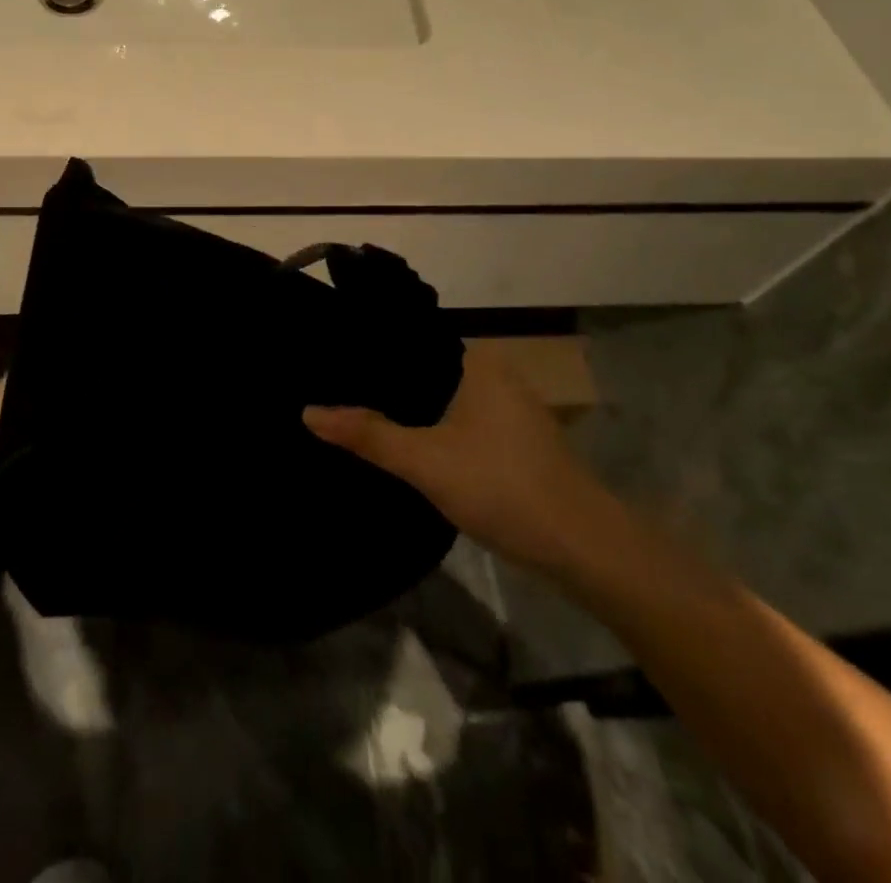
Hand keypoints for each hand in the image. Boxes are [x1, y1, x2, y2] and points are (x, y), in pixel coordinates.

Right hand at [303, 342, 614, 572]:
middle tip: (334, 390)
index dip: (372, 352)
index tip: (331, 362)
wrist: (583, 548)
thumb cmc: (502, 487)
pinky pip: (462, 422)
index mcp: (477, 361)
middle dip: (386, 384)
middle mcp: (496, 374)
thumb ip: (367, 435)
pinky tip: (406, 445)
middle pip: (426, 373)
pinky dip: (434, 430)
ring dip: (411, 411)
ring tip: (359, 413)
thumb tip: (307, 412)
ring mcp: (511, 409)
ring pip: (444, 400)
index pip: (412, 341)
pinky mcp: (516, 442)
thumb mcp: (424, 461)